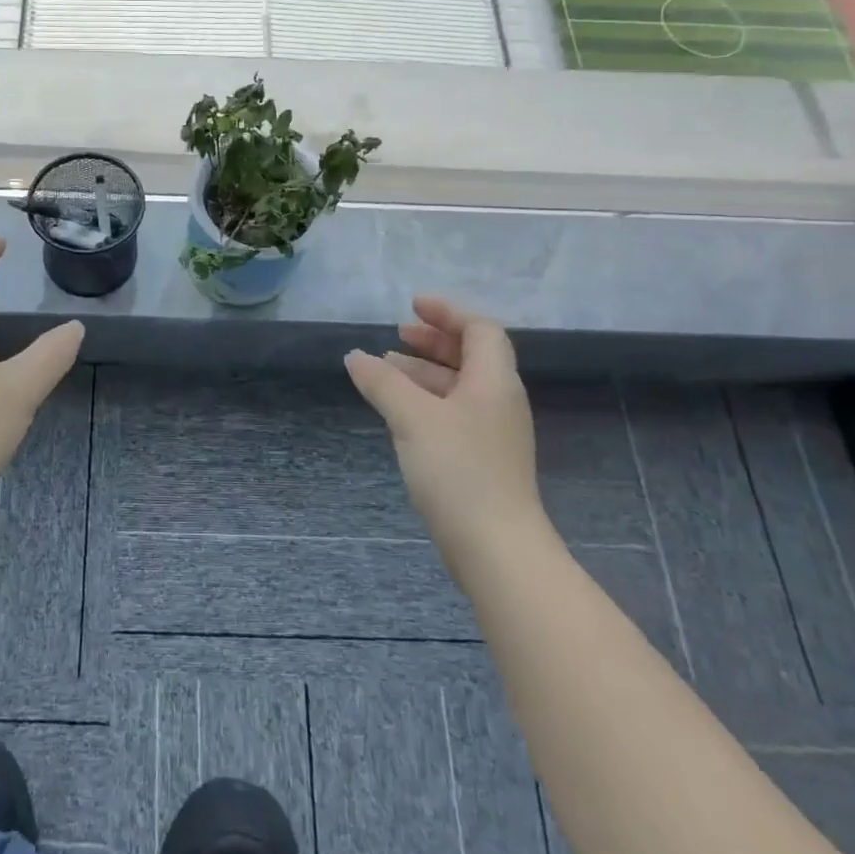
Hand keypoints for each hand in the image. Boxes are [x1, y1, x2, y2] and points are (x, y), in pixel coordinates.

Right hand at [344, 298, 546, 571]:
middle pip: (471, 356)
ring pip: (459, 387)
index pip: (480, 330)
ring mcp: (492, 433)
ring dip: (424, 372)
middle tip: (397, 334)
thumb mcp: (413, 417)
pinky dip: (426, 400)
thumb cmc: (458, 470)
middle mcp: (499, 401)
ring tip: (385, 369)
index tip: (412, 306)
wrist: (495, 548)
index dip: (448, 312)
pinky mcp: (482, 460)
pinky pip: (453, 413)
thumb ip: (383, 382)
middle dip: (434, 341)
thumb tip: (355, 356)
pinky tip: (398, 411)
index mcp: (494, 382)